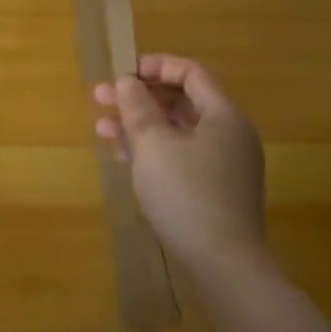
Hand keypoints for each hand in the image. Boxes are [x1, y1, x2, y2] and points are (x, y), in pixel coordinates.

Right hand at [93, 54, 268, 284]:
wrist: (224, 264)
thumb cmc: (187, 194)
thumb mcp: (153, 144)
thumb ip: (138, 107)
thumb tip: (127, 82)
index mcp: (223, 116)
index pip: (190, 73)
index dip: (155, 66)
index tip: (121, 73)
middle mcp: (229, 135)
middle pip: (182, 101)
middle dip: (139, 97)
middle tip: (101, 98)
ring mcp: (225, 165)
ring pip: (178, 131)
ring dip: (140, 125)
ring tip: (103, 128)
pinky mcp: (215, 190)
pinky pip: (181, 156)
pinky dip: (153, 150)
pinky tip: (124, 157)